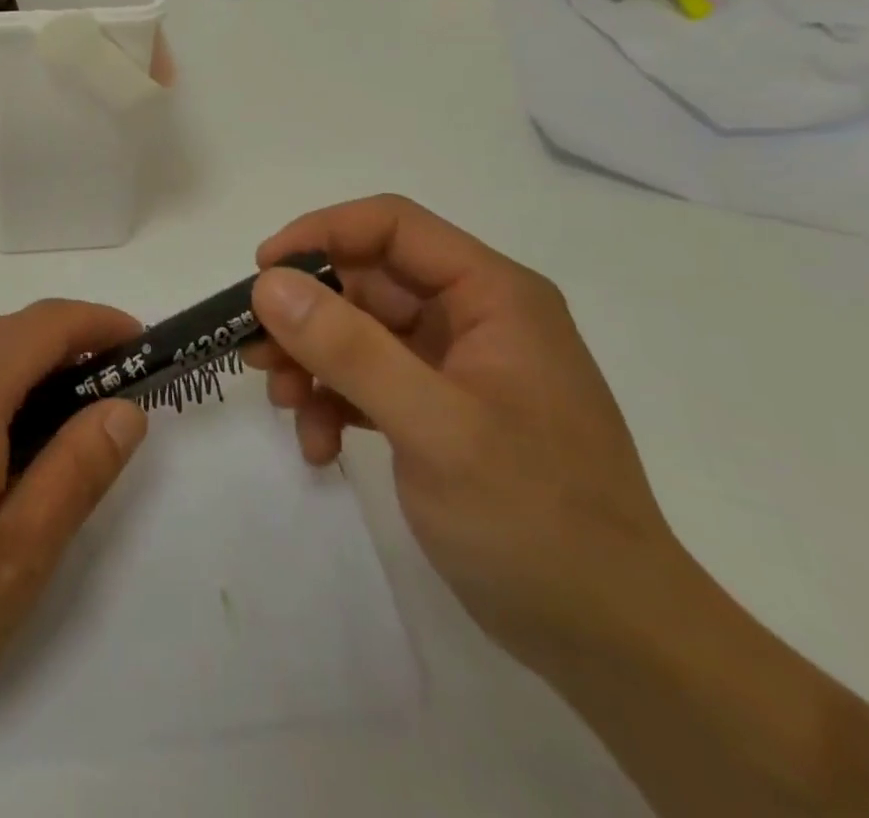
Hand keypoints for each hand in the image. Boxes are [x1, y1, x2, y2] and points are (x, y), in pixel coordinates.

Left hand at [0, 300, 148, 789]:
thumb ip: (77, 472)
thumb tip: (123, 410)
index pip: (48, 325)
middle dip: (63, 357)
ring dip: (18, 375)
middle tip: (99, 414)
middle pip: (8, 333)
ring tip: (41, 444)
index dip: (101, 325)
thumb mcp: (13, 560)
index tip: (139, 345)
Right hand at [245, 194, 684, 673]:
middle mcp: (472, 316)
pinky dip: (333, 403)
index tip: (261, 272)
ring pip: (357, 331)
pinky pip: (367, 380)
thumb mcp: (435, 427)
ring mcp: (455, 365)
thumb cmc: (535, 519)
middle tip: (256, 355)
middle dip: (306, 315)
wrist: (612, 642)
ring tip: (284, 405)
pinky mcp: (438, 409)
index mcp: (491, 295)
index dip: (320, 234)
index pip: (391, 226)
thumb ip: (350, 349)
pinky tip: (320, 446)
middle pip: (365, 281)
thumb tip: (269, 283)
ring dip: (311, 363)